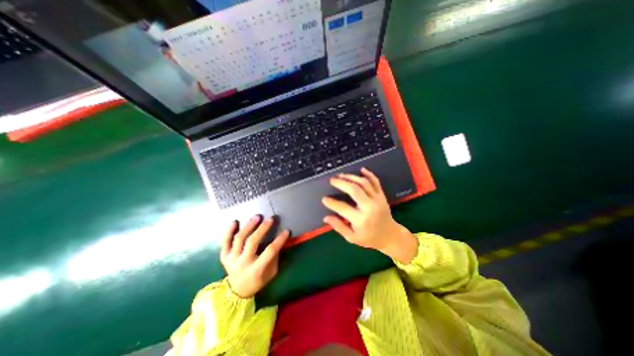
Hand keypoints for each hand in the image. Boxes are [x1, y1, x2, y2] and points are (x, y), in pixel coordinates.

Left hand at [221, 215, 288, 298]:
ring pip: (239, 239)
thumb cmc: (258, 281)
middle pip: (252, 242)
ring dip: (249, 226)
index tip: (286, 231)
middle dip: (263, 229)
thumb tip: (278, 240)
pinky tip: (235, 221)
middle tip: (271, 219)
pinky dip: (228, 231)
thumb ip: (275, 257)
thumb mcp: (271, 273)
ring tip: (257, 217)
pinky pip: (224, 242)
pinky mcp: (224, 256)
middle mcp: (242, 263)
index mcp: (256, 269)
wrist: (237, 291)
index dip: (279, 240)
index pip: (270, 251)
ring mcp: (231, 259)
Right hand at [322, 166, 416, 263]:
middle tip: (332, 180)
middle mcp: (369, 207)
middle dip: (341, 183)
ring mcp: (377, 200)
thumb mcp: (352, 238)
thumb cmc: (370, 238)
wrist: (390, 236)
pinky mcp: (382, 196)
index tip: (324, 199)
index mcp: (361, 220)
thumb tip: (326, 217)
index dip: (332, 203)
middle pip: (354, 190)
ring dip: (351, 177)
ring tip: (341, 175)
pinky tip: (361, 169)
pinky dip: (369, 174)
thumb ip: (339, 227)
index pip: (343, 208)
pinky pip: (376, 182)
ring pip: (364, 183)